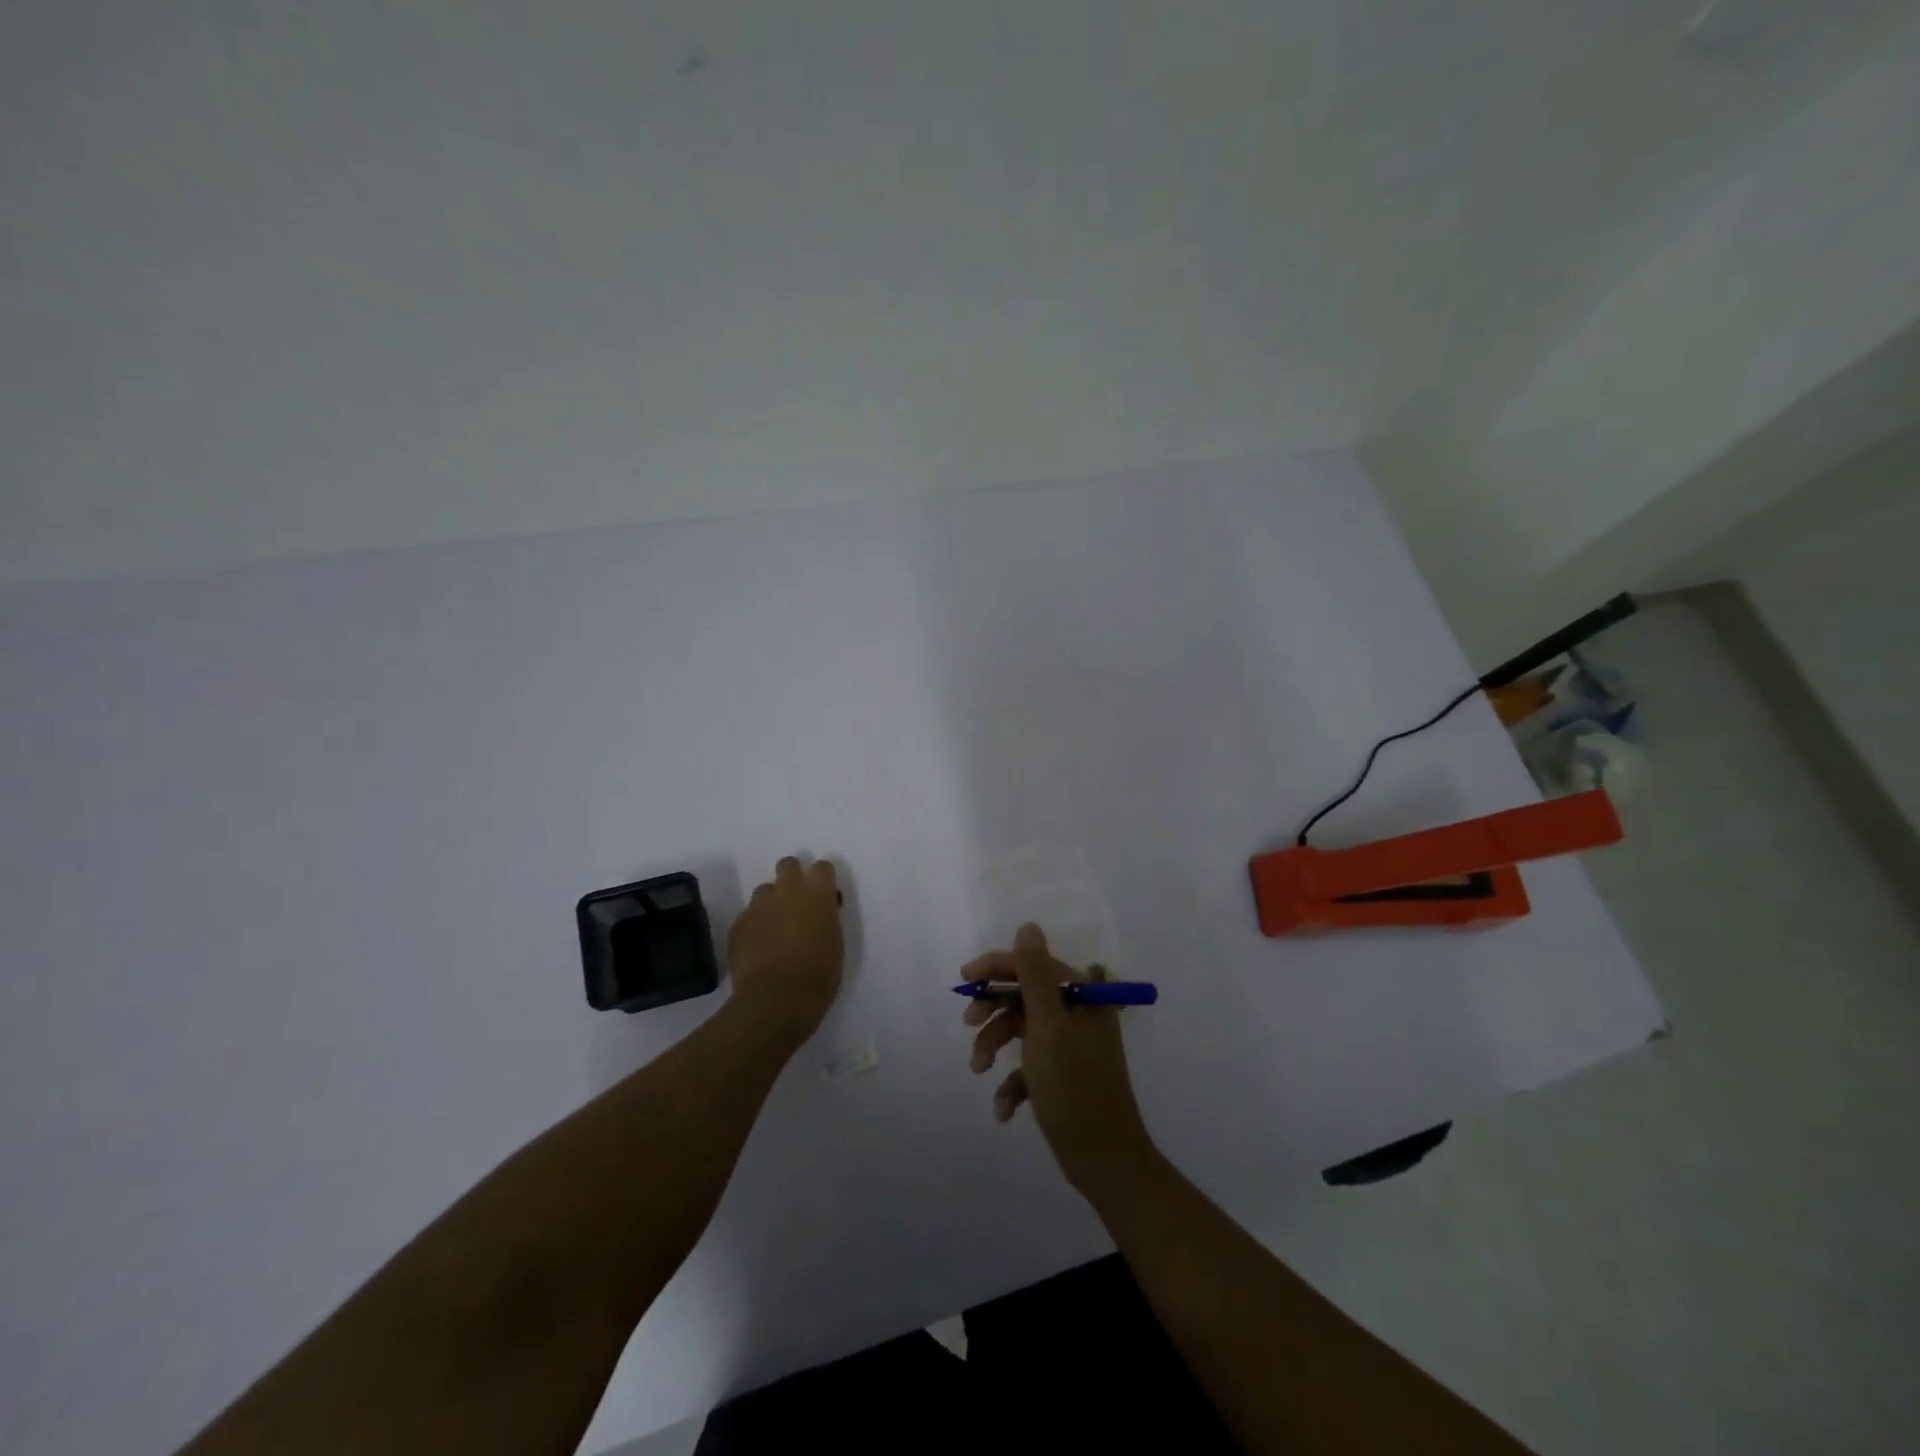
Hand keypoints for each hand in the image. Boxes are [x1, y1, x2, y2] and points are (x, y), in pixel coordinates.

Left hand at [727, 856, 843, 1040]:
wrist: (775, 1001)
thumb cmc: (818, 977)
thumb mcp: (835, 944)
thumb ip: (826, 919)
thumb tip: (819, 913)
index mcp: (817, 895)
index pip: (822, 867)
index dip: (823, 879)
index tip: (825, 895)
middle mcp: (787, 892)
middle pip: (788, 865)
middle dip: (792, 877)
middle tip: (797, 902)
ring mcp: (759, 907)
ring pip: (765, 890)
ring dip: (771, 903)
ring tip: (774, 928)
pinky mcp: (738, 925)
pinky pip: (748, 916)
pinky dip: (755, 926)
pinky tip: (758, 947)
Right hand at [961, 923, 1155, 1196]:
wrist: (1105, 1163)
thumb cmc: (1075, 1089)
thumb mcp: (1048, 1027)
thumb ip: (1035, 975)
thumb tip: (1028, 926)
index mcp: (1082, 996)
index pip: (1033, 963)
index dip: (997, 967)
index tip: (965, 980)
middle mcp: (1078, 1013)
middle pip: (1024, 996)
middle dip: (994, 1011)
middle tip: (969, 1025)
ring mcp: (1070, 1045)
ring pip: (1021, 1030)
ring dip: (995, 1047)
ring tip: (980, 1070)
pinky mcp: (1062, 1074)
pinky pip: (1028, 1065)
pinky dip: (1013, 1083)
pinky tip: (1005, 1109)